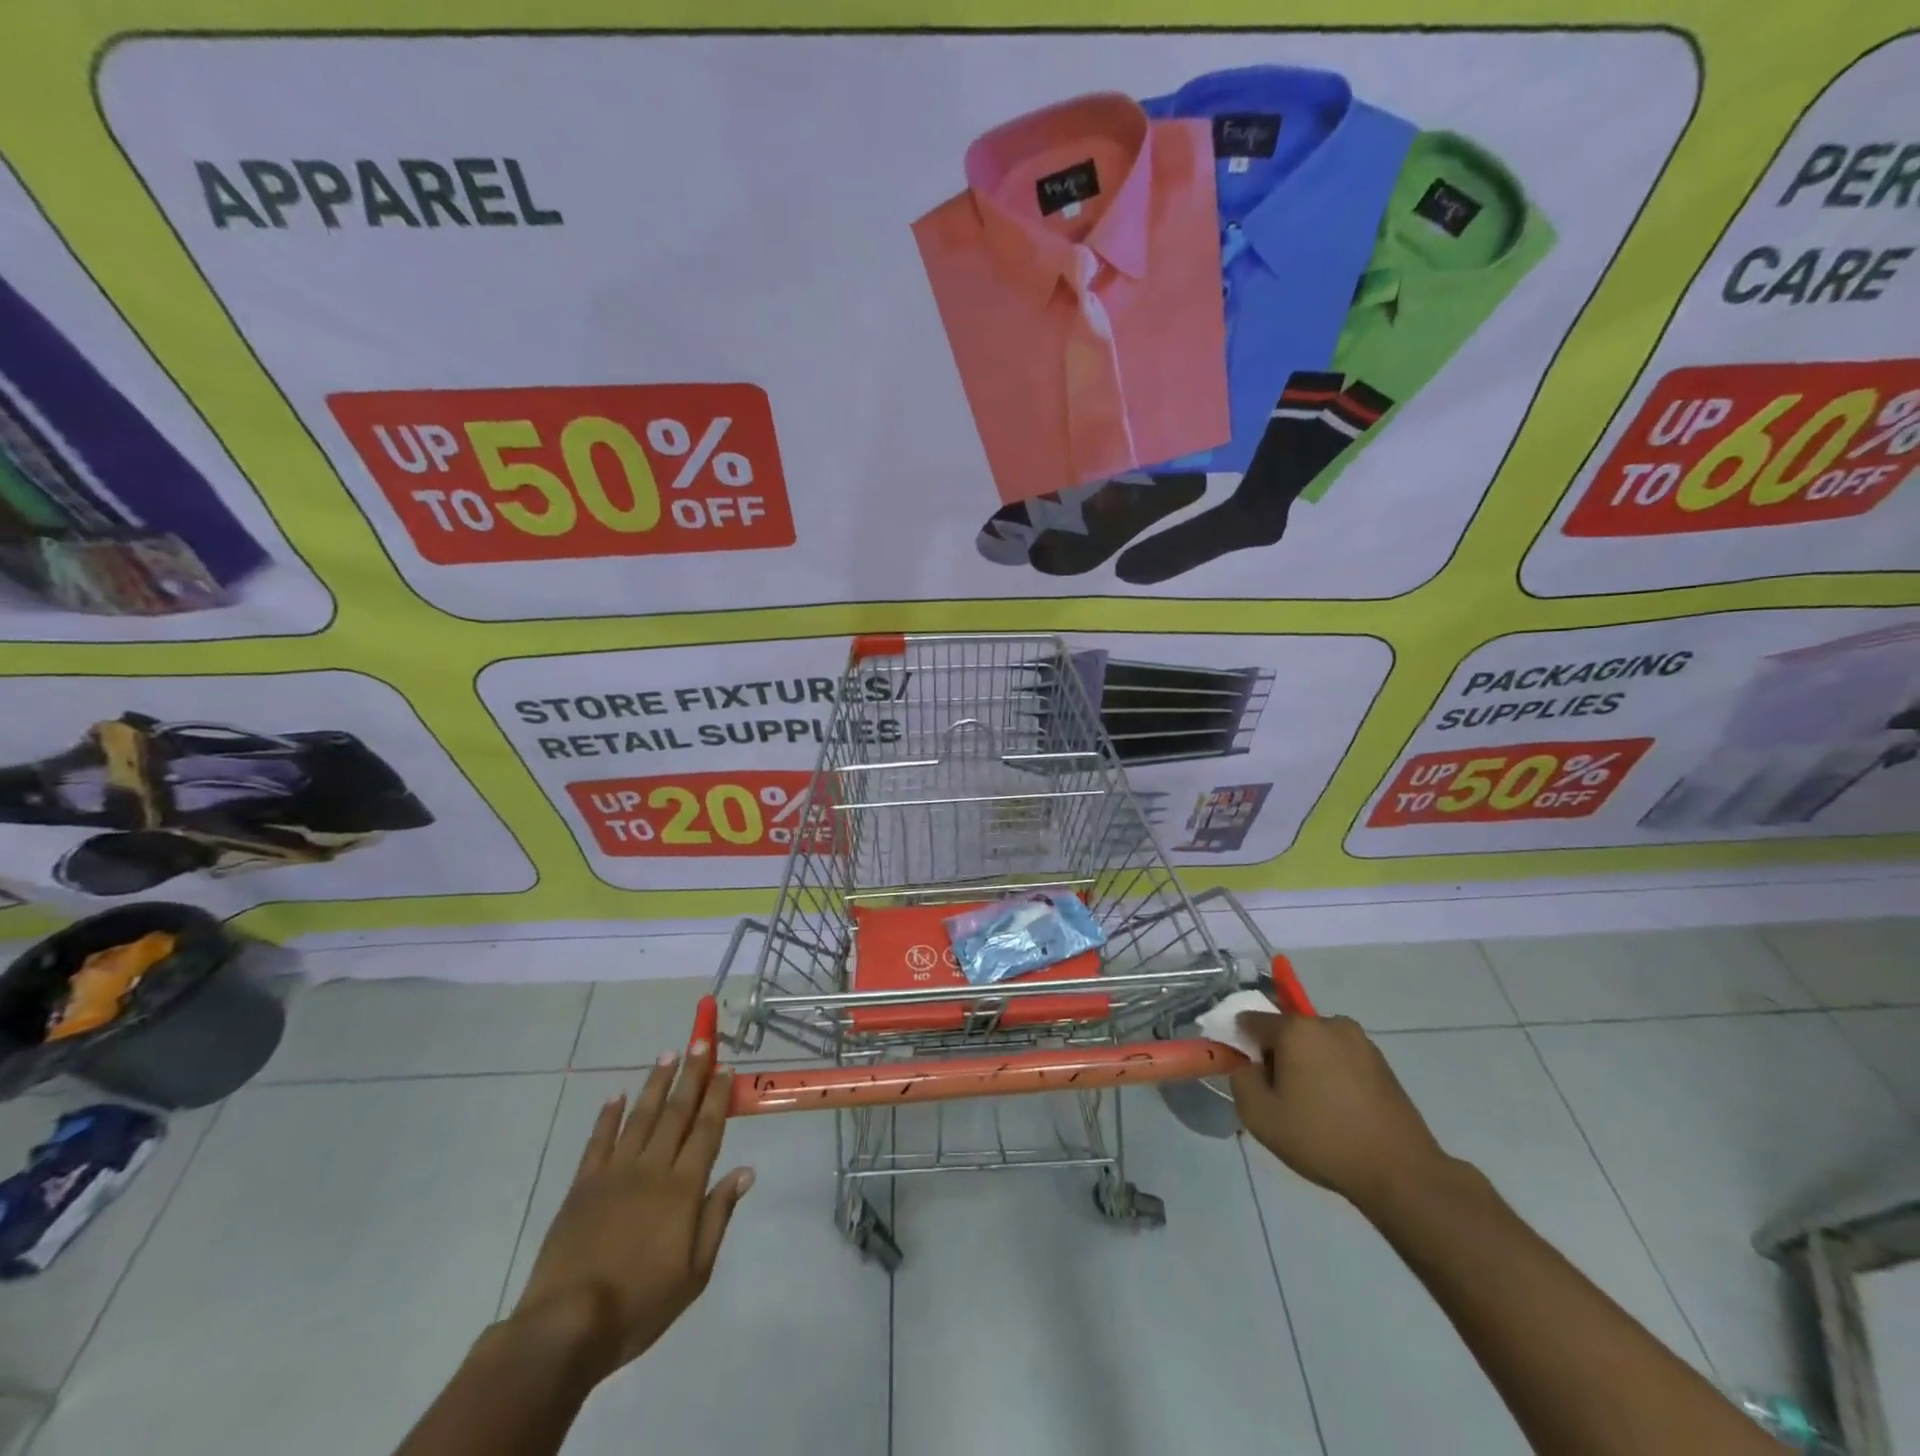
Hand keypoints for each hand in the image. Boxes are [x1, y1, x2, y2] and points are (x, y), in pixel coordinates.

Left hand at [510, 1044, 753, 1384]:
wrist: (566, 1326)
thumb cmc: (640, 1305)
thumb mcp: (695, 1273)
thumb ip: (718, 1216)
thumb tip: (745, 1171)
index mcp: (683, 1188)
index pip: (707, 1129)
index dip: (717, 1097)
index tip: (726, 1068)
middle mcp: (652, 1168)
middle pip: (676, 1112)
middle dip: (691, 1075)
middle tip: (700, 1042)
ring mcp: (614, 1172)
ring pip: (640, 1116)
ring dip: (655, 1084)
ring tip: (668, 1055)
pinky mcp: (582, 1185)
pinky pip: (599, 1141)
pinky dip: (609, 1116)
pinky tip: (617, 1096)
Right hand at [1228, 1009, 1449, 1215]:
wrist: (1401, 1173)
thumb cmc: (1323, 1139)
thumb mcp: (1259, 1116)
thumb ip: (1240, 1079)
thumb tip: (1248, 1065)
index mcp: (1296, 1029)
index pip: (1251, 1020)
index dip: (1242, 1045)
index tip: (1249, 1076)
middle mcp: (1328, 1023)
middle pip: (1285, 1030)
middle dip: (1276, 1055)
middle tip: (1281, 1096)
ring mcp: (1359, 1040)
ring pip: (1314, 1043)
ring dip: (1305, 1063)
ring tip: (1314, 1107)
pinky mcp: (1381, 1061)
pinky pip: (1339, 1057)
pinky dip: (1331, 1073)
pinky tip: (1339, 1110)